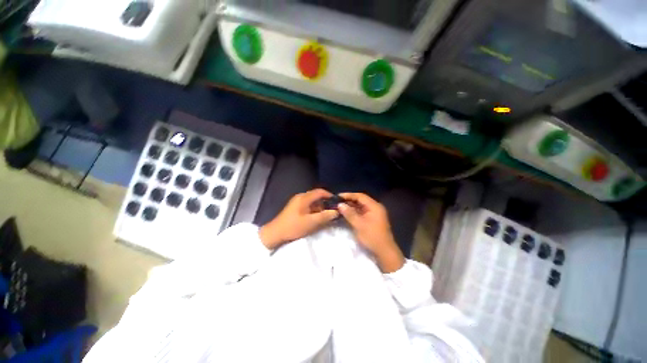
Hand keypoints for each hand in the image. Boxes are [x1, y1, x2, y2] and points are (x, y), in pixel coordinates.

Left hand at [259, 189, 338, 249]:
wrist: (275, 233)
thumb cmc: (293, 226)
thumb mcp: (311, 222)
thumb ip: (325, 216)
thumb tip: (337, 211)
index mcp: (304, 198)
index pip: (320, 192)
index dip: (330, 195)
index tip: (337, 202)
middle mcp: (301, 197)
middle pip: (316, 196)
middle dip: (325, 203)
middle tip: (332, 211)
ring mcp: (297, 202)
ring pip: (312, 201)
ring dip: (320, 207)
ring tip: (326, 216)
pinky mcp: (295, 207)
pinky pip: (308, 205)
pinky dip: (314, 210)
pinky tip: (316, 218)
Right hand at [338, 193, 404, 272]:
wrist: (384, 252)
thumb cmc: (372, 236)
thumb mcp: (359, 224)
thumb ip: (349, 213)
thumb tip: (340, 204)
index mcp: (374, 206)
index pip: (360, 196)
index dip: (348, 195)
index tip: (338, 196)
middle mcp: (375, 208)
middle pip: (360, 200)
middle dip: (349, 201)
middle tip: (337, 202)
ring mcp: (374, 214)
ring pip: (361, 207)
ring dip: (351, 207)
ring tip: (340, 207)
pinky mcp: (372, 220)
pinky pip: (362, 212)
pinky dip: (354, 212)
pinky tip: (346, 214)